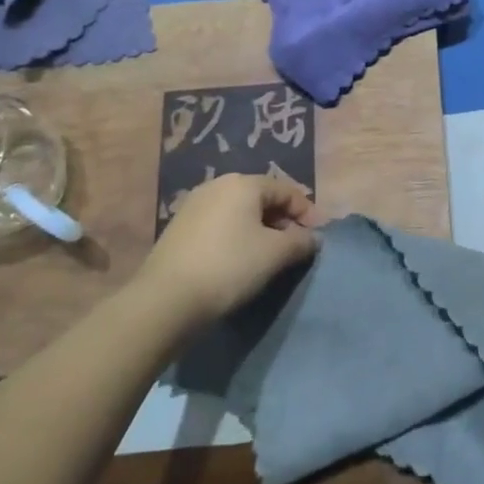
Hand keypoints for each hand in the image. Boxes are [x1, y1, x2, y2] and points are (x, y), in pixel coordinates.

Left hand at [141, 173, 318, 325]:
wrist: (166, 300)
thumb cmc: (230, 267)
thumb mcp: (276, 254)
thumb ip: (301, 241)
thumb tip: (313, 238)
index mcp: (243, 183)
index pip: (286, 190)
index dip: (307, 212)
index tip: (317, 237)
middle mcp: (217, 185)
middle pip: (262, 198)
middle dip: (283, 221)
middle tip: (295, 246)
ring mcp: (194, 205)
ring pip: (239, 212)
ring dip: (260, 230)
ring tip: (270, 256)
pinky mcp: (179, 228)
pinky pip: (220, 225)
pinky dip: (237, 237)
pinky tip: (240, 261)